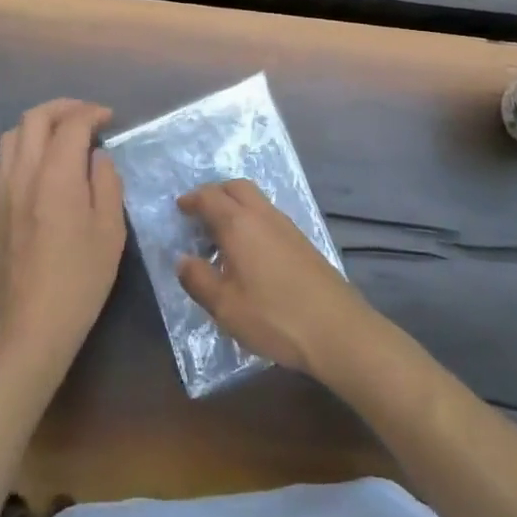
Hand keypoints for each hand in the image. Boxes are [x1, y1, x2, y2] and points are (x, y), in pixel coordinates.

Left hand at [0, 100, 126, 375]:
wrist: (31, 325)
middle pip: (35, 118)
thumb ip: (106, 184)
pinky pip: (5, 158)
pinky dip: (24, 144)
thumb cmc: (80, 279)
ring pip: (13, 134)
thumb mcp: (110, 231)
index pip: (71, 124)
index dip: (92, 113)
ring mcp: (4, 189)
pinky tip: (42, 162)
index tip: (110, 118)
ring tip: (63, 133)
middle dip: (63, 107)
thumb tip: (98, 157)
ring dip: (39, 123)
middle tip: (88, 115)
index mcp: (56, 176)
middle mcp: (24, 173)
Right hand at [176, 179, 372, 378]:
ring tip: (220, 236)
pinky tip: (249, 252)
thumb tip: (182, 259)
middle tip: (199, 213)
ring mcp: (287, 227)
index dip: (192, 199)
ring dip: (235, 206)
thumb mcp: (225, 306)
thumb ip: (198, 279)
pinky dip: (251, 220)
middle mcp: (263, 216)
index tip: (179, 208)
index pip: (210, 196)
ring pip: (256, 200)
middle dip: (215, 193)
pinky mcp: (303, 242)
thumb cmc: (274, 316)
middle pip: (236, 187)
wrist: (337, 329)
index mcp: (239, 224)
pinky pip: (269, 217)